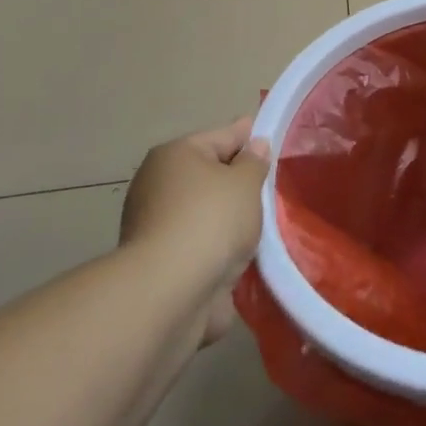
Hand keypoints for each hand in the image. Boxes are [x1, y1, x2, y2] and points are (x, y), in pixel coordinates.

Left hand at [120, 116, 269, 342]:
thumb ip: (254, 162)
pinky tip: (240, 250)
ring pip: (203, 209)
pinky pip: (198, 240)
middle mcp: (157, 182)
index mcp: (175, 154)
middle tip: (272, 185)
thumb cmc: (211, 220)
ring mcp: (153, 222)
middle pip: (209, 173)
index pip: (222, 135)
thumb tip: (254, 145)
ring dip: (228, 215)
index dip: (249, 136)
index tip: (271, 136)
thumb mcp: (246, 183)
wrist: (169, 290)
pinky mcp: (158, 258)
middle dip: (238, 180)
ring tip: (261, 222)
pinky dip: (216, 243)